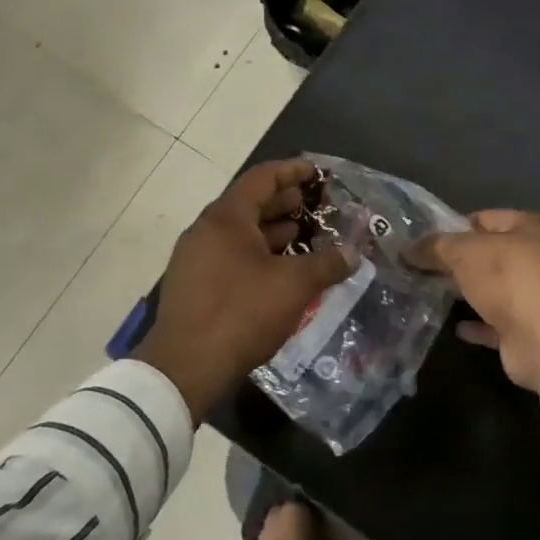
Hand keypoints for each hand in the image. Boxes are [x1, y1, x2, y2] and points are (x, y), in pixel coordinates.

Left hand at [136, 159, 354, 422]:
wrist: (185, 368)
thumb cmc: (242, 313)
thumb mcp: (294, 286)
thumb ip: (327, 264)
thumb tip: (353, 252)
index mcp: (226, 218)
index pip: (262, 178)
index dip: (292, 171)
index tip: (316, 172)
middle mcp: (205, 231)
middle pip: (249, 204)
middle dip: (284, 203)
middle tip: (315, 206)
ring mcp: (195, 259)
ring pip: (239, 233)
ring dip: (271, 231)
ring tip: (302, 237)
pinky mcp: (193, 286)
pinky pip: (230, 256)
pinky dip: (257, 254)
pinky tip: (278, 272)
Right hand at [410, 210, 539, 390]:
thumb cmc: (509, 277)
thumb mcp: (465, 252)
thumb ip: (435, 247)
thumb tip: (407, 249)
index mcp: (527, 228)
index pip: (484, 219)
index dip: (453, 226)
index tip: (422, 239)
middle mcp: (533, 258)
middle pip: (486, 255)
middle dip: (455, 261)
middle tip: (416, 267)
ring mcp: (530, 296)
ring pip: (489, 290)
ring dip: (464, 292)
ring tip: (425, 292)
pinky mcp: (523, 330)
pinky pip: (492, 323)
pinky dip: (474, 324)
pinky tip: (452, 325)